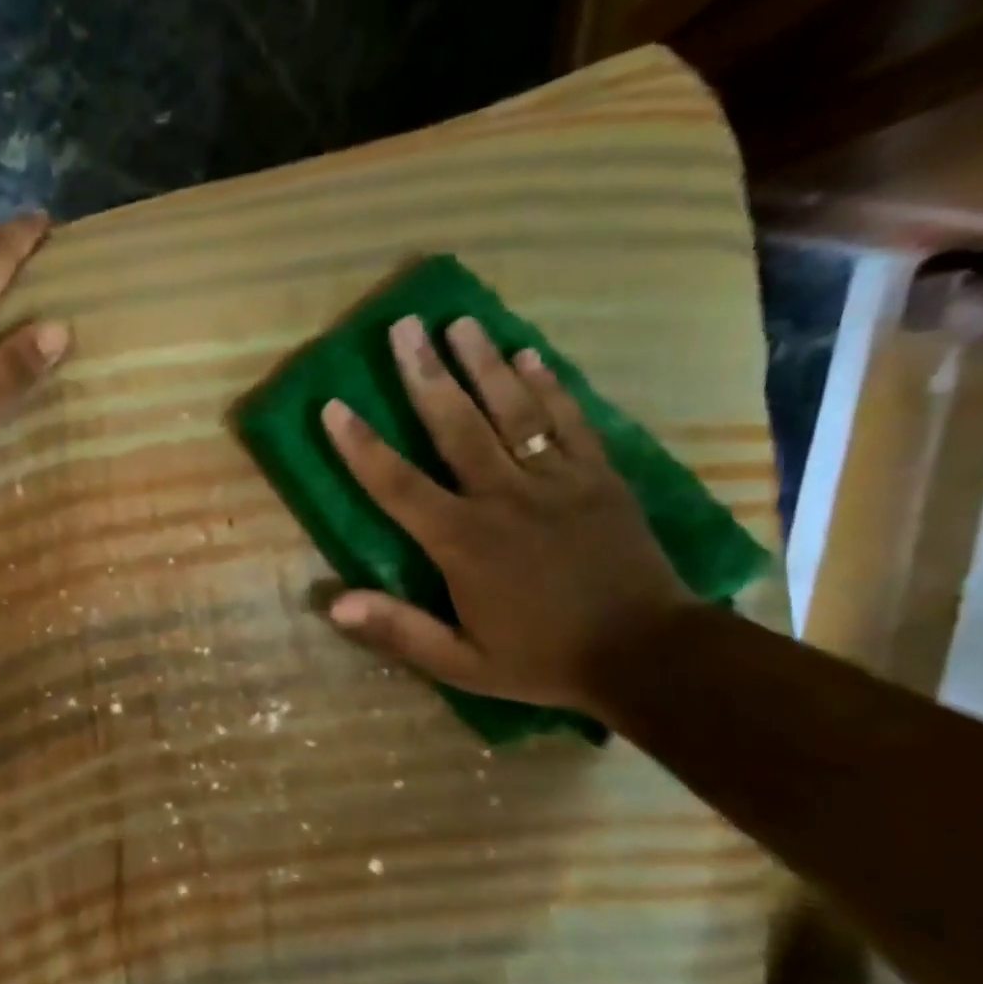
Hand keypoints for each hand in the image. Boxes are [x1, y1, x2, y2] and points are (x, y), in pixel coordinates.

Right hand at [320, 314, 696, 714]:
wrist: (650, 657)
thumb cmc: (542, 660)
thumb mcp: (460, 662)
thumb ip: (398, 629)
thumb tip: (332, 603)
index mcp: (463, 542)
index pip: (398, 485)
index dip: (361, 446)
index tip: (334, 406)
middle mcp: (505, 498)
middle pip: (457, 426)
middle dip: (426, 375)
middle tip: (403, 327)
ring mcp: (558, 482)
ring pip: (514, 411)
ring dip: (484, 363)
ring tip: (459, 321)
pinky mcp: (601, 478)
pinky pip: (572, 422)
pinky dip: (550, 386)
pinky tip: (530, 354)